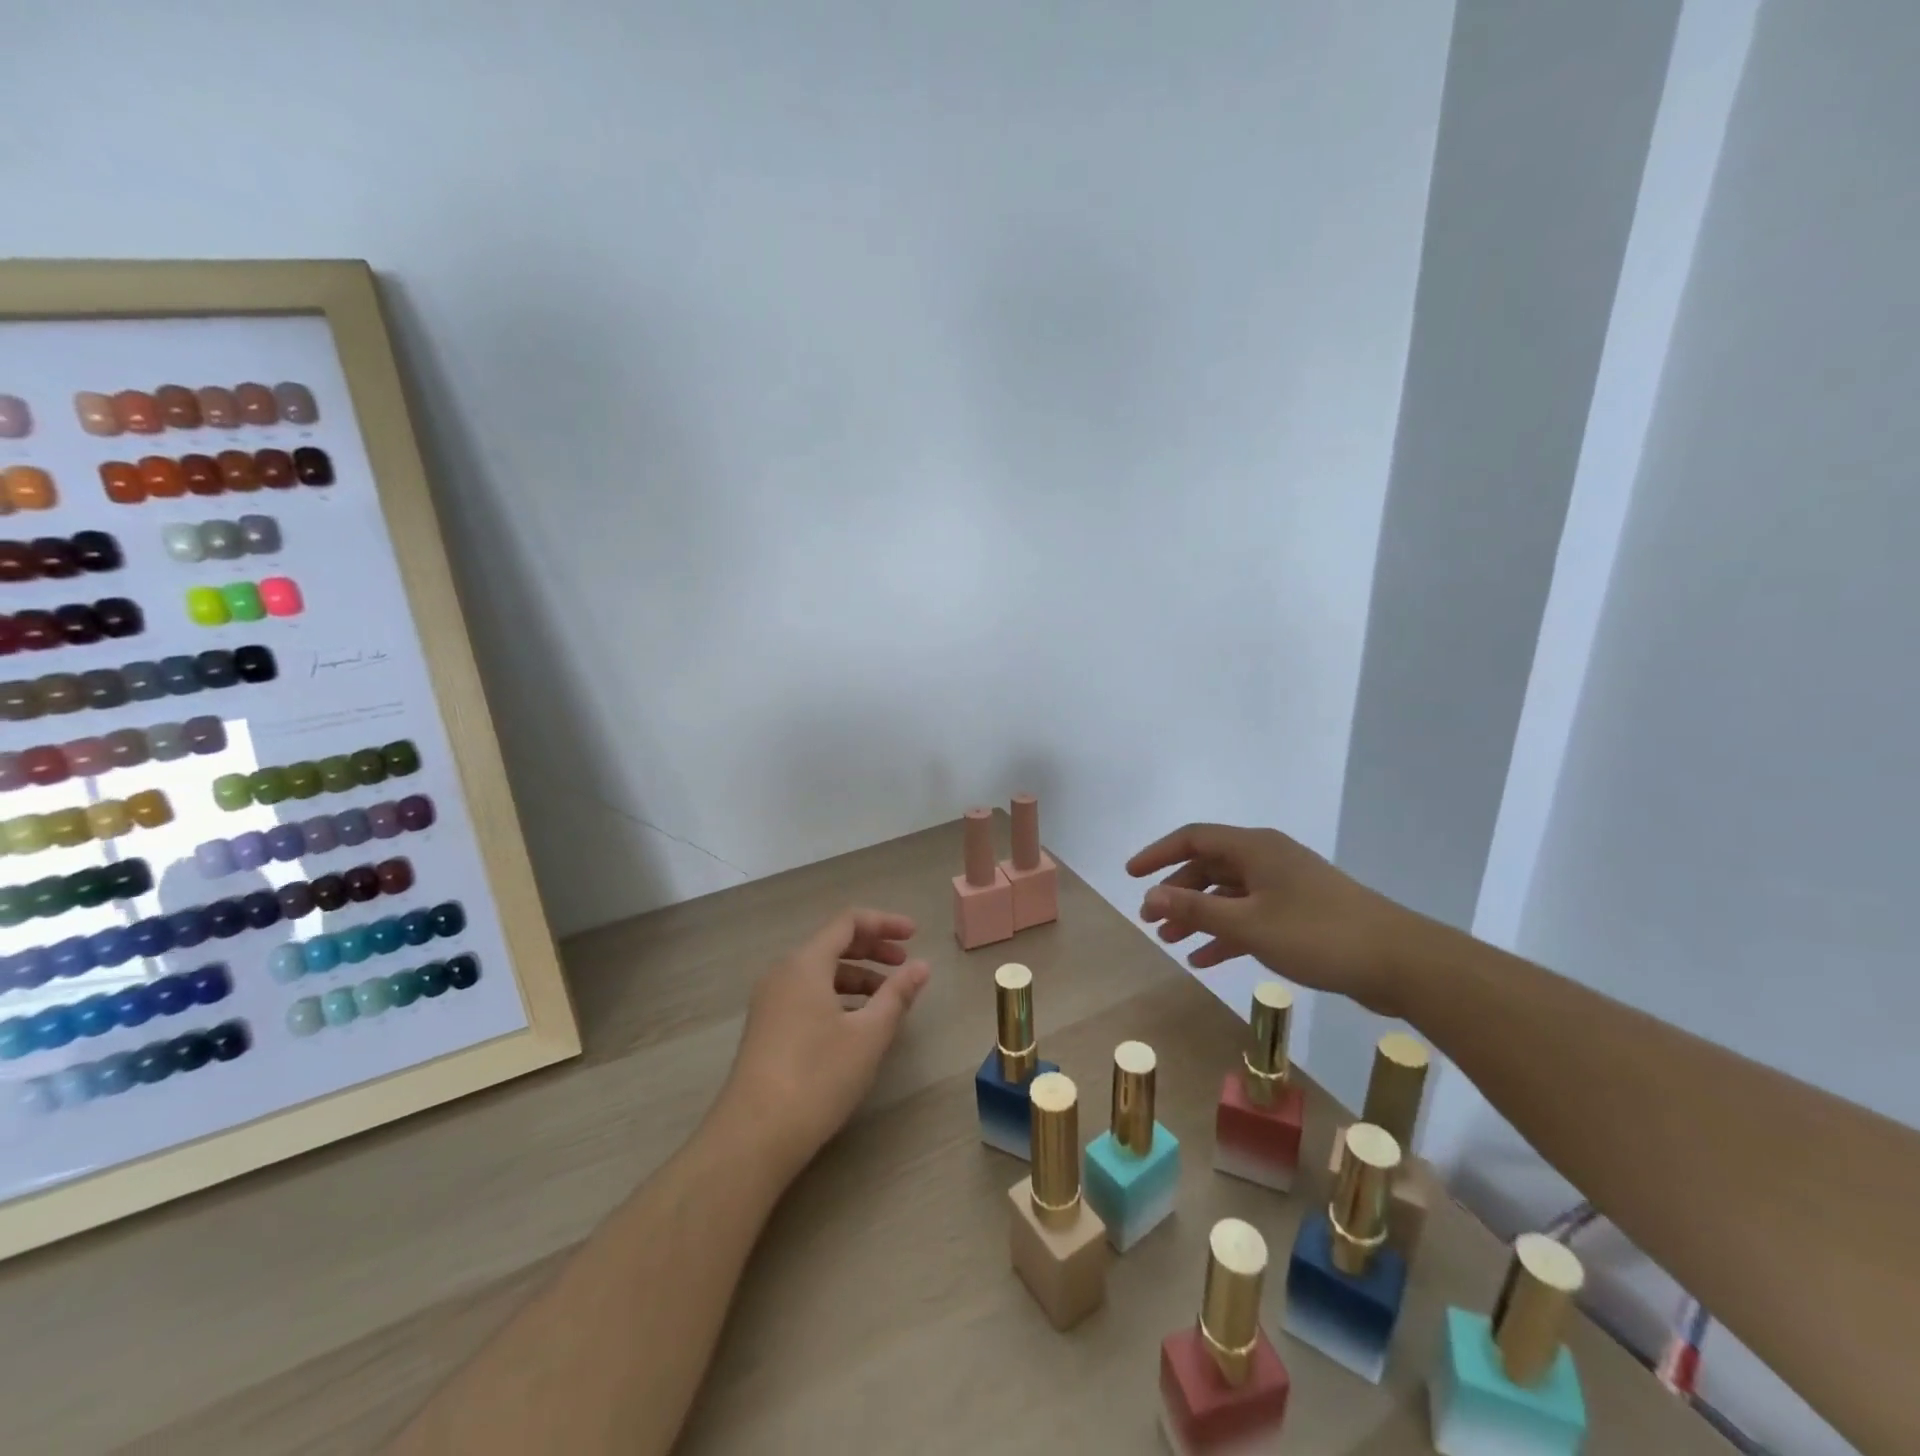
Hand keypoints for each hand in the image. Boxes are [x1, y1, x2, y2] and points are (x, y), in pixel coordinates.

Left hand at [716, 908, 931, 1177]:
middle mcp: (783, 974)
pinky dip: (838, 997)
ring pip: (820, 973)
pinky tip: (857, 1024)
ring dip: (857, 977)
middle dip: (873, 949)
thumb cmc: (817, 1076)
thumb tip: (921, 966)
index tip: (915, 936)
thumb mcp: (868, 1035)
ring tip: (888, 999)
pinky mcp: (767, 1029)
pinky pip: (808, 995)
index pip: (848, 923)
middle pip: (833, 945)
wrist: (754, 1136)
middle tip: (906, 964)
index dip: (884, 923)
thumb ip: (897, 995)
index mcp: (805, 964)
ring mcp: (770, 1002)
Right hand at [1128, 823, 1424, 1016]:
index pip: (1193, 838)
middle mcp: (1267, 859)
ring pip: (1228, 894)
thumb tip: (1149, 897)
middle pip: (1209, 866)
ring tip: (1171, 941)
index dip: (1157, 854)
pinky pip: (1250, 916)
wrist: (1400, 962)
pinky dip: (1226, 934)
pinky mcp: (1300, 914)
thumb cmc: (1317, 933)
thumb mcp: (1247, 923)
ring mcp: (1286, 886)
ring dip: (1198, 915)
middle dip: (1176, 892)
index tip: (1131, 876)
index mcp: (1255, 848)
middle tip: (1151, 919)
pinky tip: (1205, 959)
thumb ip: (1195, 910)